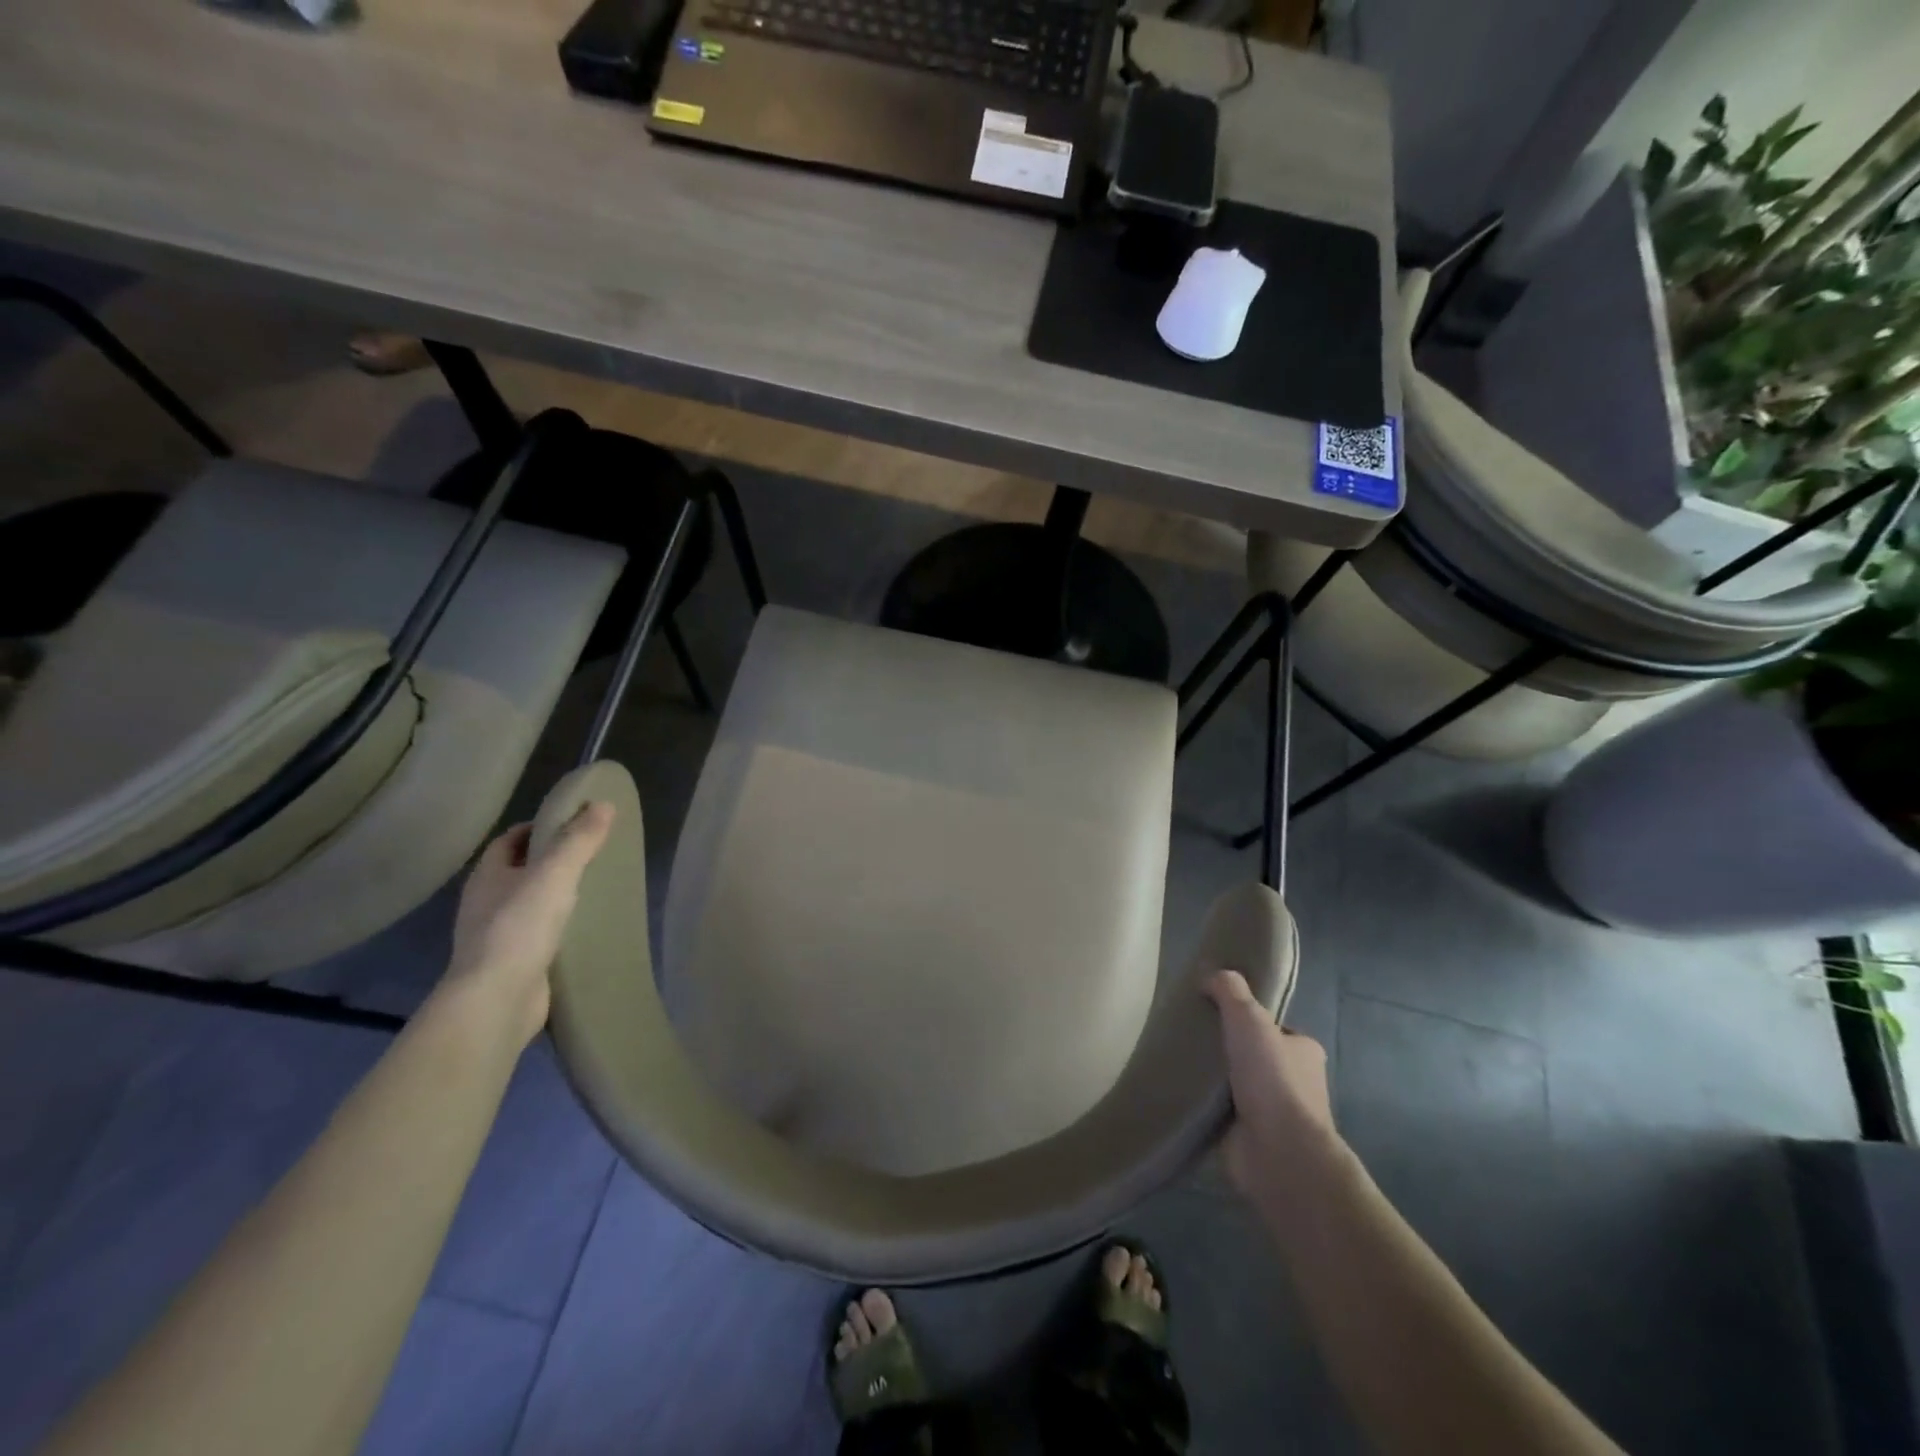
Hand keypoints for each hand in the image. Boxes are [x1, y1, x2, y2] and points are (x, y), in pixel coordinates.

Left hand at [445, 803, 614, 1045]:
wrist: (497, 1001)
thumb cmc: (519, 927)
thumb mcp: (555, 874)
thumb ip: (579, 840)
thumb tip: (604, 804)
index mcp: (487, 876)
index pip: (509, 840)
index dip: (538, 827)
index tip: (573, 824)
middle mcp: (486, 903)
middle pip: (519, 871)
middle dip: (551, 861)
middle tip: (592, 855)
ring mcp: (497, 937)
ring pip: (529, 905)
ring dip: (556, 896)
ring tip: (595, 890)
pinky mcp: (513, 965)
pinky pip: (539, 936)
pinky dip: (559, 928)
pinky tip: (585, 929)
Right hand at [1203, 969, 1337, 1207]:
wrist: (1278, 1152)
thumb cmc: (1272, 1078)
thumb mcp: (1249, 1018)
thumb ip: (1230, 991)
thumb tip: (1211, 974)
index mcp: (1304, 1051)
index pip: (1272, 1027)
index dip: (1245, 1018)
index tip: (1212, 1012)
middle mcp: (1295, 1081)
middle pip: (1251, 1055)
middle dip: (1225, 1049)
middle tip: (1189, 1036)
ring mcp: (1273, 1113)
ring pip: (1235, 1084)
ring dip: (1212, 1080)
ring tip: (1178, 1063)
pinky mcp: (1250, 1138)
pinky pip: (1221, 1112)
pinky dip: (1204, 1105)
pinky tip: (1180, 1093)